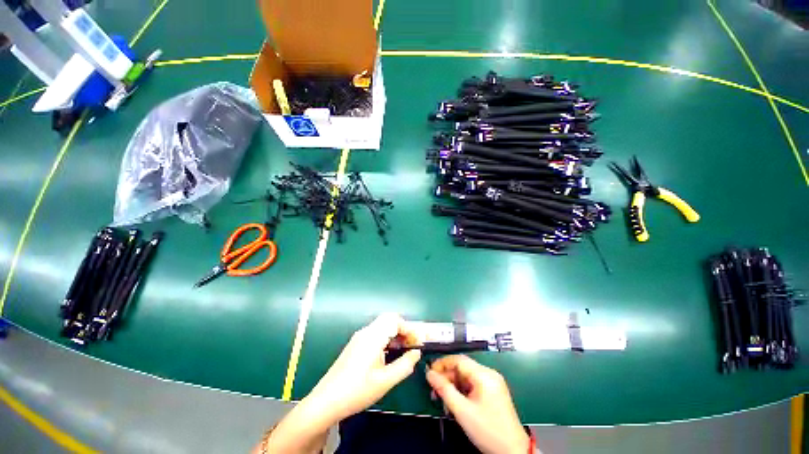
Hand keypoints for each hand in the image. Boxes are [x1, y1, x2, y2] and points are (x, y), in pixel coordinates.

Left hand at [307, 313, 421, 422]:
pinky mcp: (355, 345)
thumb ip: (404, 365)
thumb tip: (417, 352)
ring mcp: (359, 338)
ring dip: (394, 334)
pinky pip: (375, 333)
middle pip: (388, 320)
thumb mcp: (385, 381)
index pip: (394, 320)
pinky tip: (388, 355)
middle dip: (402, 329)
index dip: (408, 328)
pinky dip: (386, 338)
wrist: (326, 401)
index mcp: (373, 337)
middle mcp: (365, 332)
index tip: (417, 342)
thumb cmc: (357, 391)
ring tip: (403, 351)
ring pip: (381, 326)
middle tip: (411, 345)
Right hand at [426, 355, 529, 453]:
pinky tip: (454, 401)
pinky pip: (473, 385)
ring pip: (466, 377)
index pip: (459, 360)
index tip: (429, 372)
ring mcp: (492, 383)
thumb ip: (444, 389)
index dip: (442, 363)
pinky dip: (462, 391)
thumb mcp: (462, 411)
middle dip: (447, 377)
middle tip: (434, 389)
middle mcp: (489, 374)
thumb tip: (430, 374)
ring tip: (442, 398)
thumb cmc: (488, 430)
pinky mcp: (493, 392)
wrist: (513, 451)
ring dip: (453, 385)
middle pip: (462, 368)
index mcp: (484, 375)